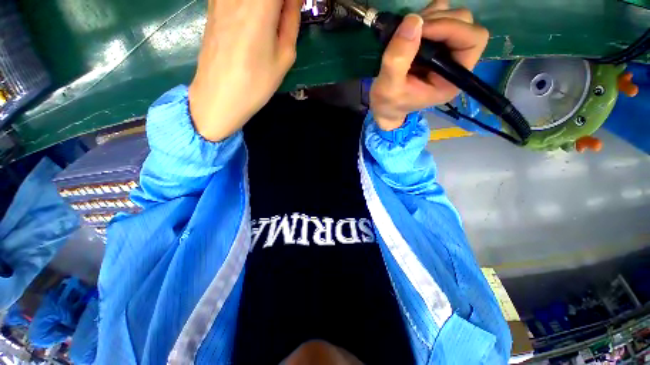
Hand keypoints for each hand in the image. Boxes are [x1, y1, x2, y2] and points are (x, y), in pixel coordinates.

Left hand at [189, 0, 301, 141]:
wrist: (218, 96)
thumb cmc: (256, 82)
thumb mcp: (284, 57)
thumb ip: (292, 21)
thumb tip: (294, 0)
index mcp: (260, 5)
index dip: (290, 1)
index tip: (295, 10)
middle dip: (278, 5)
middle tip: (284, 18)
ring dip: (265, 7)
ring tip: (270, 24)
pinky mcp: (212, 3)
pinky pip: (236, 0)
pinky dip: (249, 7)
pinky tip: (252, 22)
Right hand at [369, 0, 488, 130]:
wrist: (385, 106)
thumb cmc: (389, 103)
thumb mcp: (388, 87)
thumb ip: (398, 60)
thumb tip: (413, 20)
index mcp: (452, 79)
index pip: (472, 41)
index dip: (451, 27)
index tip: (421, 29)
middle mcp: (457, 62)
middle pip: (465, 24)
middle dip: (438, 20)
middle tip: (410, 29)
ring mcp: (447, 51)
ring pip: (454, 16)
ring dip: (431, 16)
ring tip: (407, 32)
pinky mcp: (436, 43)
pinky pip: (441, 16)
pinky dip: (427, 15)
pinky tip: (411, 29)